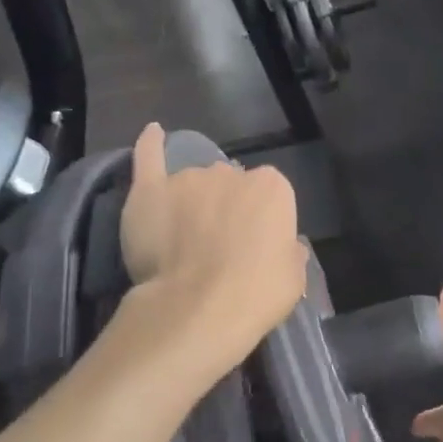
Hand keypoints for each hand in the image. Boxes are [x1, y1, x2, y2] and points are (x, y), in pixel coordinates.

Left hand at [119, 123, 308, 380]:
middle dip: (223, 208)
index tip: (251, 245)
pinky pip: (149, 157)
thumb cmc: (256, 295)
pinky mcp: (151, 190)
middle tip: (216, 246)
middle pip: (228, 184)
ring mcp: (189, 178)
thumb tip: (287, 245)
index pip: (267, 194)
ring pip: (192, 183)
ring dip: (191, 203)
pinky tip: (153, 132)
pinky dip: (150, 144)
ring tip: (181, 240)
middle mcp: (231, 173)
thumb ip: (289, 251)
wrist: (198, 309)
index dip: (257, 220)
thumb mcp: (293, 278)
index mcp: (272, 188)